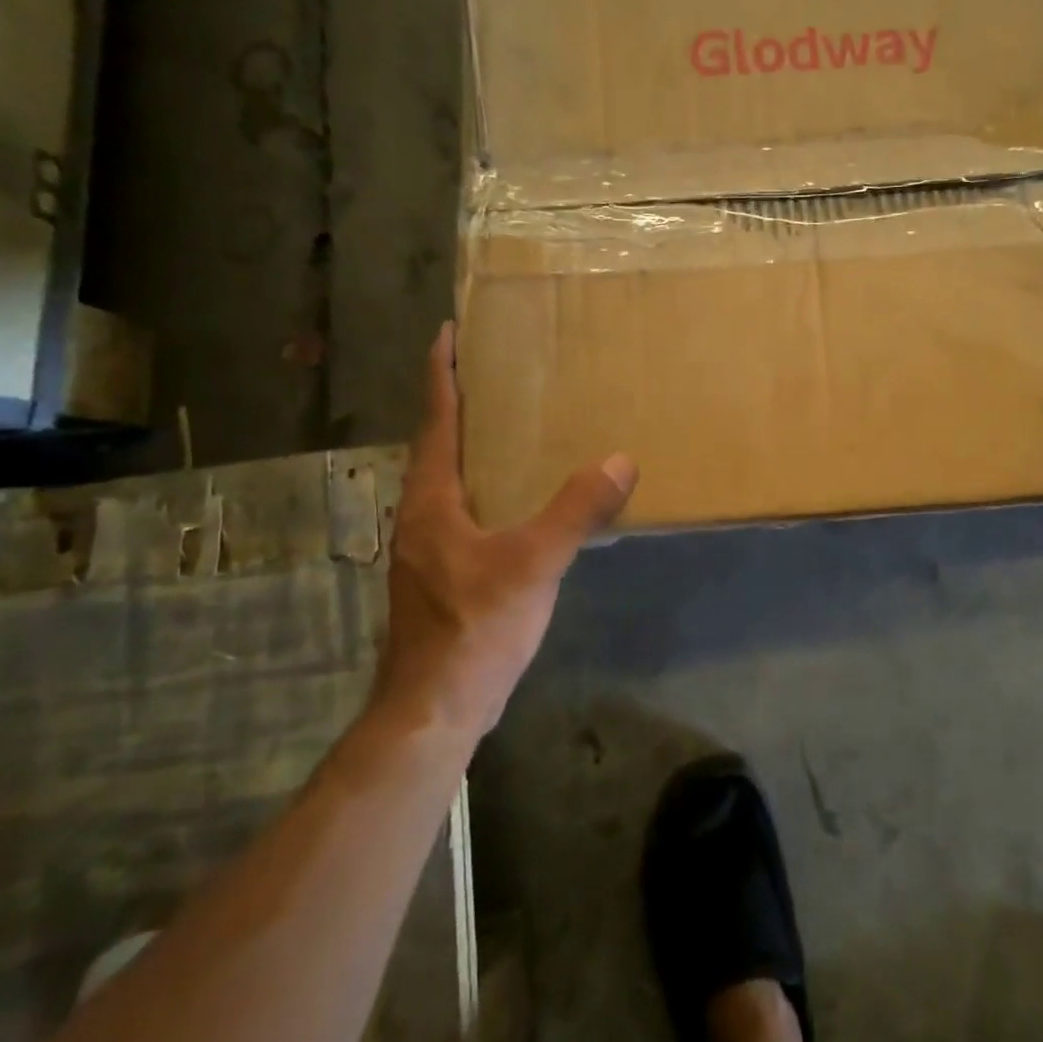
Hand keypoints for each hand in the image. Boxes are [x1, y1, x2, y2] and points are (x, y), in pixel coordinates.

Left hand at [379, 322, 637, 737]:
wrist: (435, 708)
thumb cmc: (475, 627)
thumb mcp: (533, 564)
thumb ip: (577, 511)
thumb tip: (621, 460)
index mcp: (433, 500)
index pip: (436, 421)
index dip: (441, 375)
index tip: (447, 333)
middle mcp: (422, 515)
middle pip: (437, 445)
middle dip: (458, 405)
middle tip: (493, 372)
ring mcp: (428, 548)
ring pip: (448, 481)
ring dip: (470, 448)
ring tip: (508, 427)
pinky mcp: (442, 575)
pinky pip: (463, 511)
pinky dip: (483, 488)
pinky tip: (515, 500)